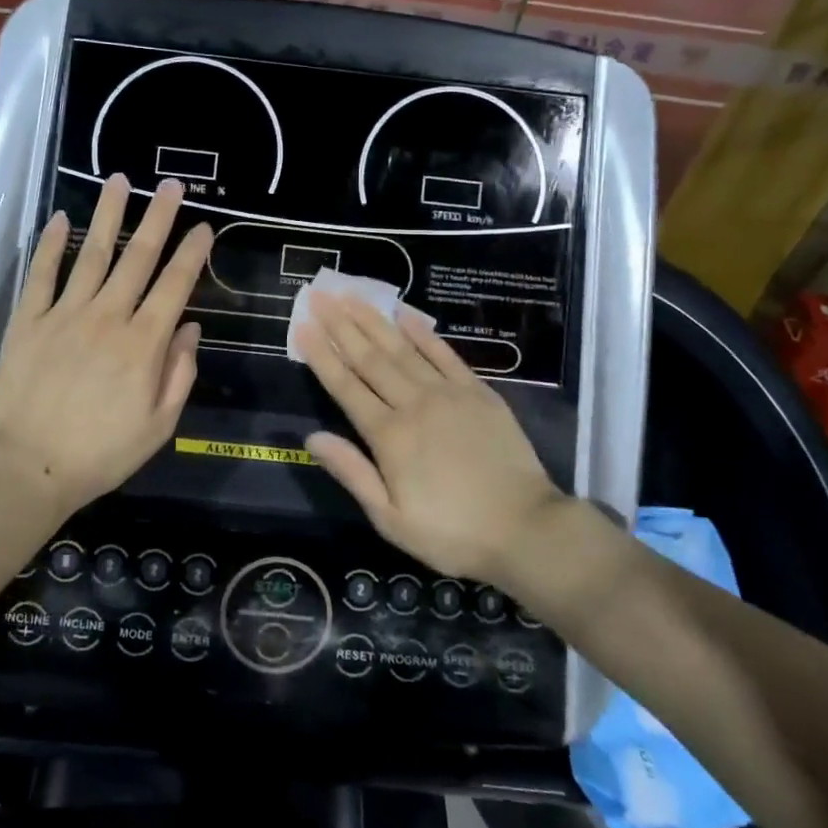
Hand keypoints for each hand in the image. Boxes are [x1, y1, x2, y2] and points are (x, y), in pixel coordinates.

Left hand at [0, 175, 212, 518]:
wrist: (27, 468)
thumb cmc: (101, 453)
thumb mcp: (159, 425)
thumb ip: (179, 373)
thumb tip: (189, 328)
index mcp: (143, 343)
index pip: (175, 285)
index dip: (192, 253)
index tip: (204, 227)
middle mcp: (108, 316)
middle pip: (139, 257)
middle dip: (159, 218)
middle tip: (171, 185)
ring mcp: (65, 313)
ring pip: (92, 253)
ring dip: (108, 214)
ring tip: (120, 181)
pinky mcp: (29, 320)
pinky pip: (41, 274)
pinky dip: (49, 244)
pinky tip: (58, 218)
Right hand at [296, 294, 572, 588]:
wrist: (526, 529)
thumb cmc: (452, 533)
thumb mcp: (391, 519)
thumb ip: (352, 472)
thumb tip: (312, 437)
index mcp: (389, 436)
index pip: (345, 386)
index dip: (321, 355)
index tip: (301, 326)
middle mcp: (413, 404)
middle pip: (369, 358)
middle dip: (341, 325)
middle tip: (319, 295)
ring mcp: (448, 393)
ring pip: (402, 348)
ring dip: (373, 320)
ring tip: (351, 295)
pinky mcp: (477, 392)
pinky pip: (444, 354)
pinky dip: (423, 332)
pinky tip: (405, 314)